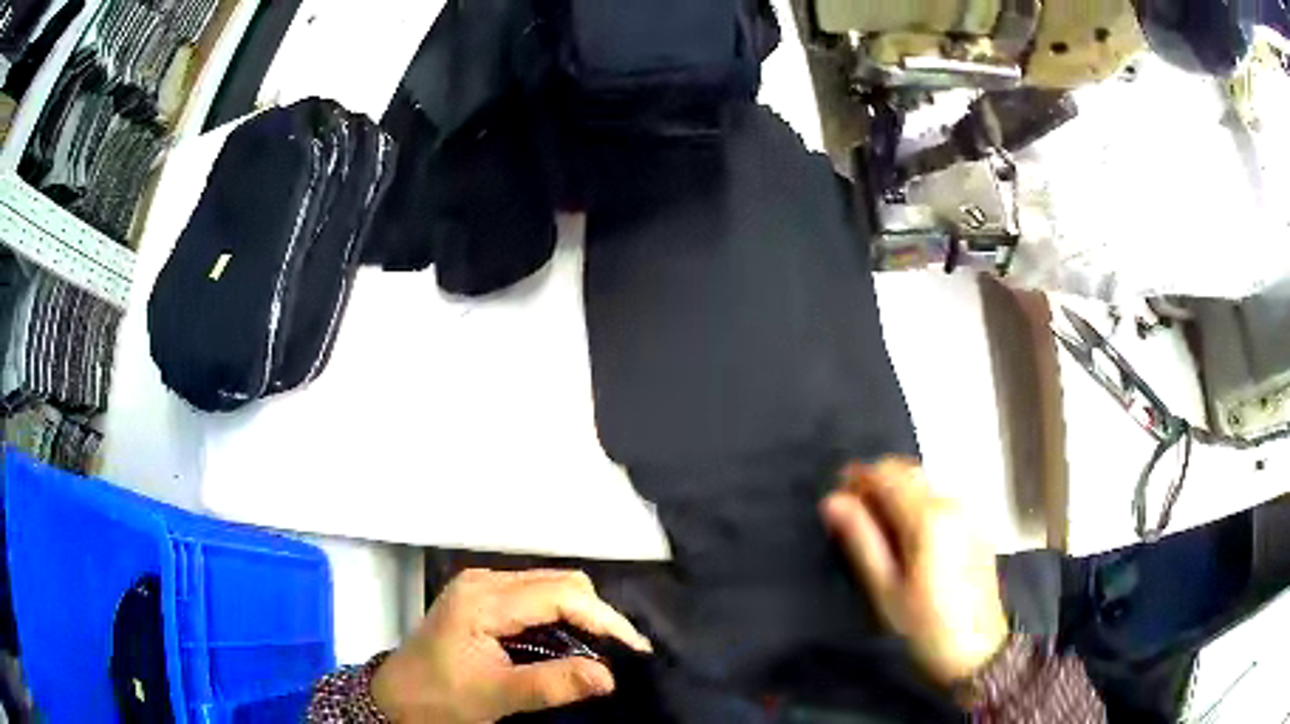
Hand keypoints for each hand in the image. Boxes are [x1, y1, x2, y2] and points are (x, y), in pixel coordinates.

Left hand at [372, 569, 652, 722]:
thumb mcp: (495, 696)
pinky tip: (570, 642)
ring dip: (581, 615)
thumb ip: (551, 685)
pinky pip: (535, 596)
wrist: (395, 698)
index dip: (604, 619)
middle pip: (558, 582)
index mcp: (482, 600)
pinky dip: (561, 616)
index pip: (559, 595)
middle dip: (597, 614)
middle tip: (621, 652)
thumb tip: (609, 676)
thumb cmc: (440, 698)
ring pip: (549, 586)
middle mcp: (484, 581)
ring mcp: (482, 586)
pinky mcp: (483, 598)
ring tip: (603, 649)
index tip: (636, 648)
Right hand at [821, 458, 1008, 683]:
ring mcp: (968, 510)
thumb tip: (832, 501)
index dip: (857, 479)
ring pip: (924, 483)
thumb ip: (861, 540)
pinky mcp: (976, 523)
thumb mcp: (886, 590)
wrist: (978, 649)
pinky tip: (908, 538)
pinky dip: (917, 504)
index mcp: (928, 517)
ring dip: (897, 493)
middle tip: (853, 518)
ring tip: (877, 531)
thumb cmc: (925, 625)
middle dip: (876, 484)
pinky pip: (939, 498)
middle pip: (907, 471)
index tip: (837, 501)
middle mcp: (952, 502)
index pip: (886, 473)